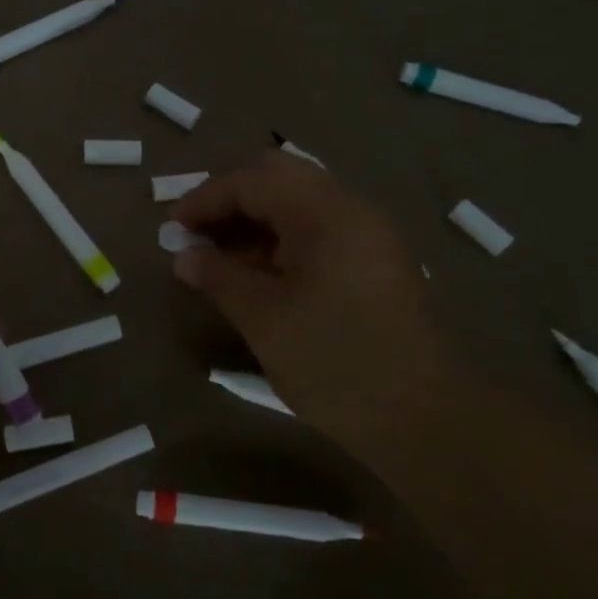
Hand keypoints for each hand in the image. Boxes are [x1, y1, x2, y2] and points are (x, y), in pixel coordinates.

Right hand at [171, 152, 450, 446]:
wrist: (425, 420)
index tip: (171, 228)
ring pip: (298, 204)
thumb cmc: (336, 363)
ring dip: (254, 221)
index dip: (205, 198)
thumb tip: (183, 256)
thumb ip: (218, 277)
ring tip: (217, 259)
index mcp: (326, 213)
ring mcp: (367, 237)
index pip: (253, 180)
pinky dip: (279, 242)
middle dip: (230, 200)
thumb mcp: (264, 319)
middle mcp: (351, 210)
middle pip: (278, 178)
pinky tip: (255, 275)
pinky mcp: (373, 264)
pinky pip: (316, 233)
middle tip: (196, 234)